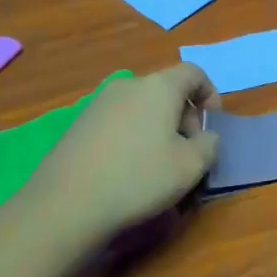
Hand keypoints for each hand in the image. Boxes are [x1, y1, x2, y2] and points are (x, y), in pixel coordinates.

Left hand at [26, 64, 220, 239]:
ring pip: (141, 108)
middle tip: (188, 154)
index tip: (211, 126)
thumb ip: (209, 144)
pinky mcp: (79, 124)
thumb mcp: (191, 166)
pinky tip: (127, 171)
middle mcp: (128, 85)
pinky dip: (132, 138)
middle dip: (184, 118)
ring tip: (158, 166)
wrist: (65, 204)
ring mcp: (99, 103)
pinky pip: (119, 122)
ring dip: (158, 129)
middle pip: (167, 91)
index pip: (194, 72)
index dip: (210, 94)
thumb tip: (204, 136)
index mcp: (159, 87)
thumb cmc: (139, 178)